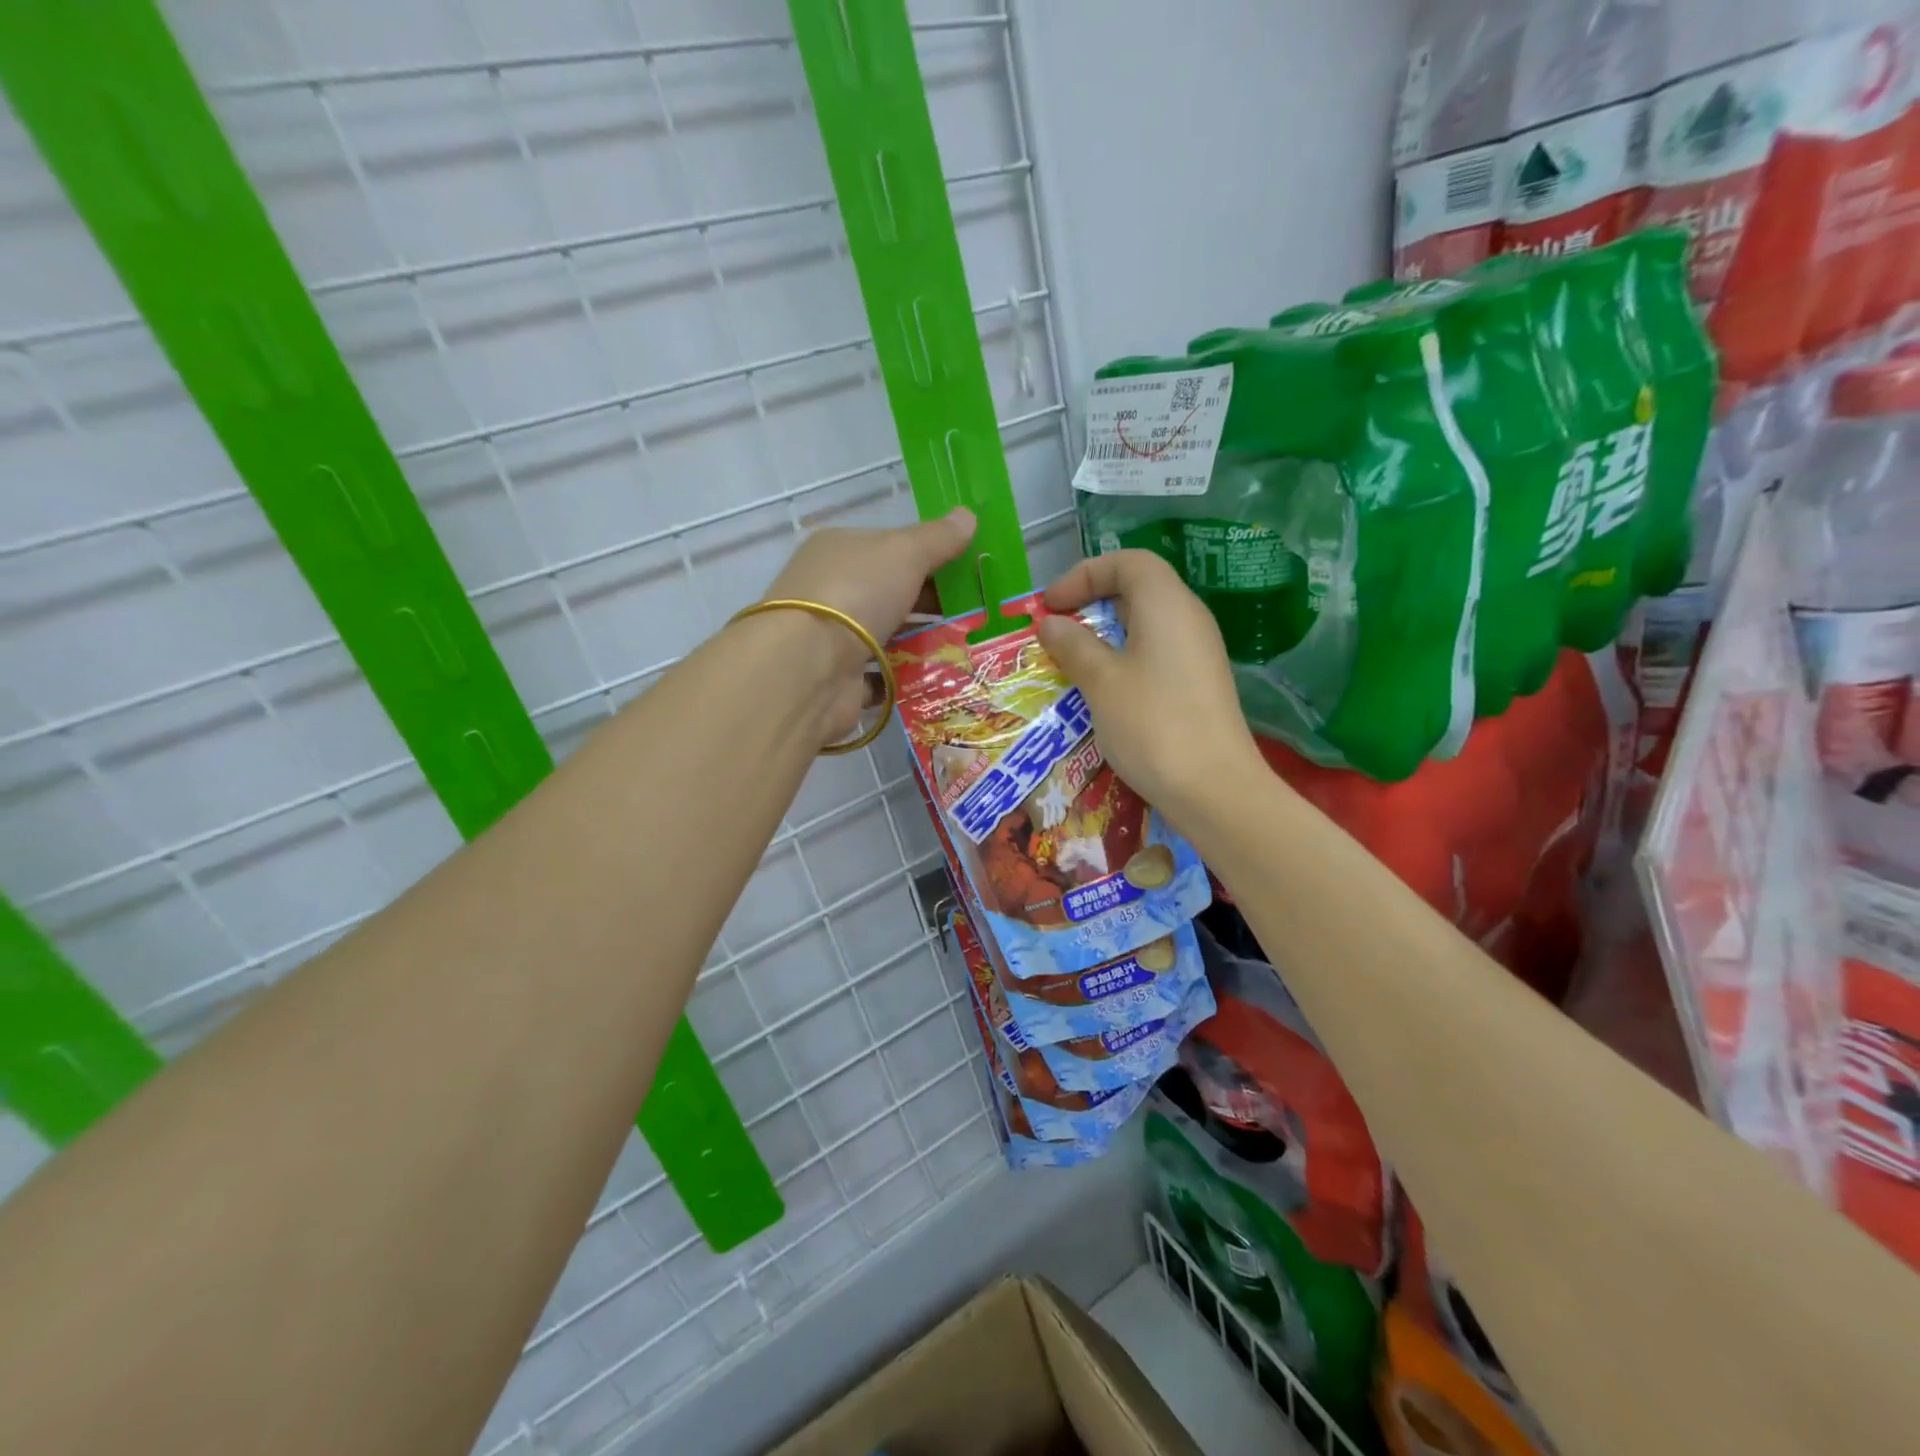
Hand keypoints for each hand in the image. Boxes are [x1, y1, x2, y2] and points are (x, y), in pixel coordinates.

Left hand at [758, 508, 975, 741]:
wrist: (809, 667)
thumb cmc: (856, 593)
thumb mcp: (905, 553)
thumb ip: (938, 538)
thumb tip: (968, 515)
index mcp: (839, 549)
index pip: (889, 548)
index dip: (929, 557)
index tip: (966, 573)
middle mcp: (830, 589)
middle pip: (890, 592)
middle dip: (931, 603)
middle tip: (975, 614)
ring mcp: (832, 637)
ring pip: (887, 634)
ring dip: (921, 641)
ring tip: (965, 648)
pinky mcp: (838, 679)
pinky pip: (880, 675)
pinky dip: (905, 677)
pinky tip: (937, 678)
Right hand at [1038, 550, 1265, 826]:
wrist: (1214, 788)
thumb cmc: (1151, 724)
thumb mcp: (1101, 681)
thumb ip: (1073, 644)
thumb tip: (1051, 623)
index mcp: (1167, 604)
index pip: (1127, 562)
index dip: (1084, 574)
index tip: (1051, 605)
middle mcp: (1189, 618)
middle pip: (1138, 588)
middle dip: (1092, 602)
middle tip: (1057, 631)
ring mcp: (1199, 652)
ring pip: (1146, 624)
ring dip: (1105, 634)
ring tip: (1072, 661)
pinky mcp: (1200, 683)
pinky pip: (1157, 652)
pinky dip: (1125, 657)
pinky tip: (1105, 689)